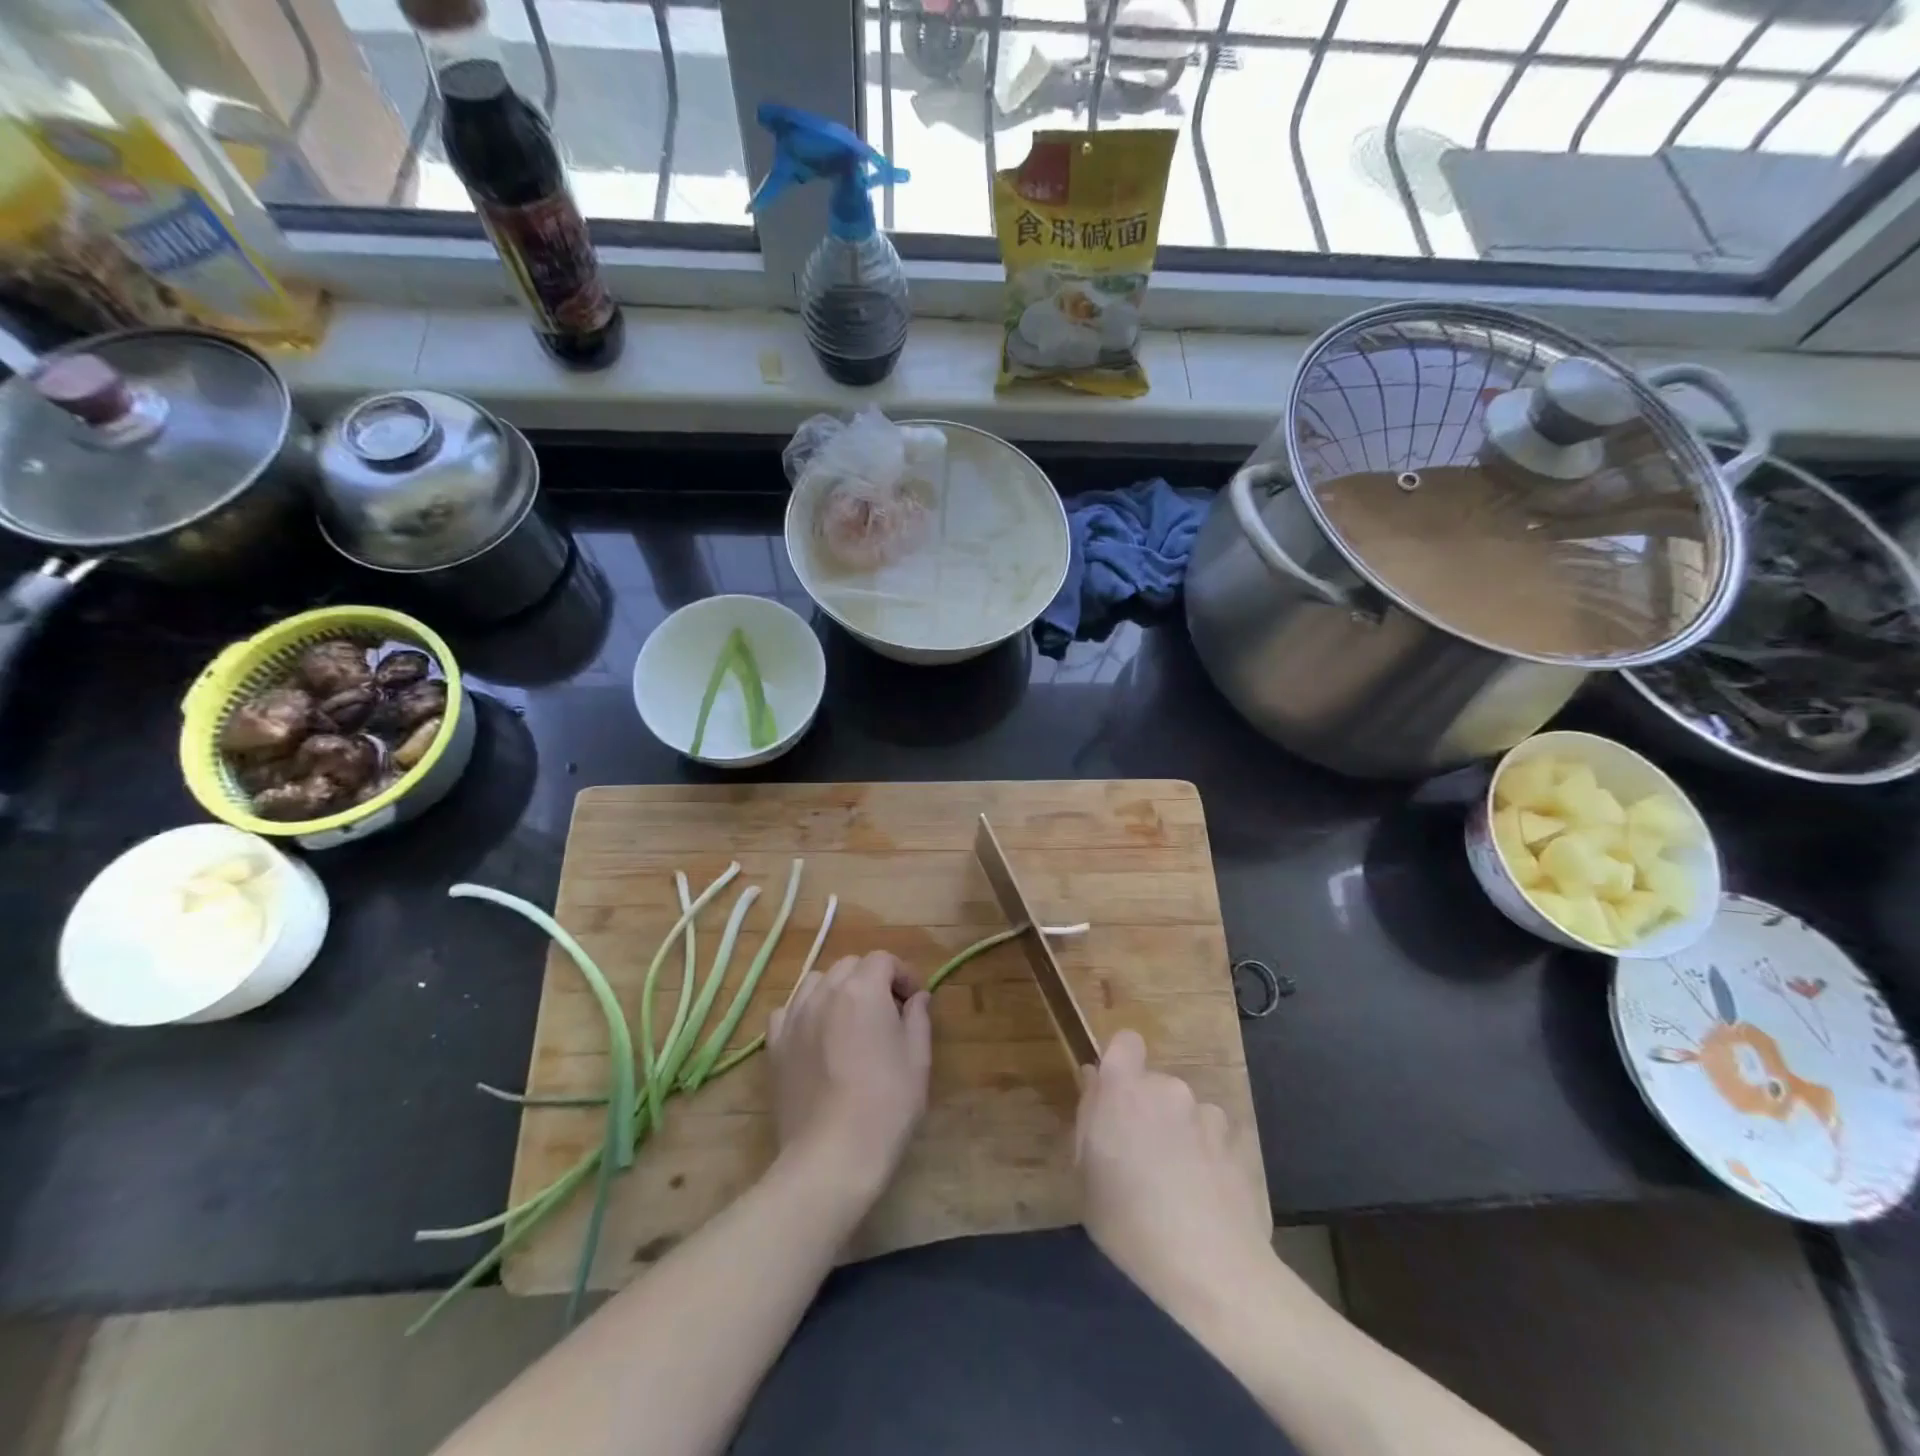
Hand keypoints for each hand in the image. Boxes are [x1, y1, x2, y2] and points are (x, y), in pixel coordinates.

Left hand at [767, 951, 931, 1200]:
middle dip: (871, 979)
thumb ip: (918, 1018)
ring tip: (851, 1020)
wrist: (831, 1156)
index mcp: (863, 990)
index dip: (903, 974)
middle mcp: (825, 993)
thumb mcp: (917, 1059)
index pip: (883, 960)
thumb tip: (918, 997)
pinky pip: (789, 1010)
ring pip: (817, 982)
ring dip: (837, 990)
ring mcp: (795, 1018)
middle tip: (888, 1012)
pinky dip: (805, 1012)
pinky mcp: (775, 1045)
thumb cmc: (886, 1105)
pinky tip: (817, 1035)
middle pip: (849, 966)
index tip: (914, 1000)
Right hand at [1075, 1029, 1271, 1319]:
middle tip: (1141, 1159)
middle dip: (1147, 1110)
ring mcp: (1208, 1114)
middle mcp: (1168, 1088)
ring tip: (1179, 1186)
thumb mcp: (1086, 1177)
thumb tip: (1095, 1083)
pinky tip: (1208, 1197)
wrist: (1212, 1269)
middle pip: (1154, 1085)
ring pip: (1186, 1112)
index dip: (1121, 1062)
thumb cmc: (1129, 1223)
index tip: (1114, 1098)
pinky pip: (1214, 1138)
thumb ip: (1089, 1119)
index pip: (1125, 1042)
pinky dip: (1209, 1156)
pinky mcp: (1240, 1143)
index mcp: (1124, 1089)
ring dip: (1180, 1133)